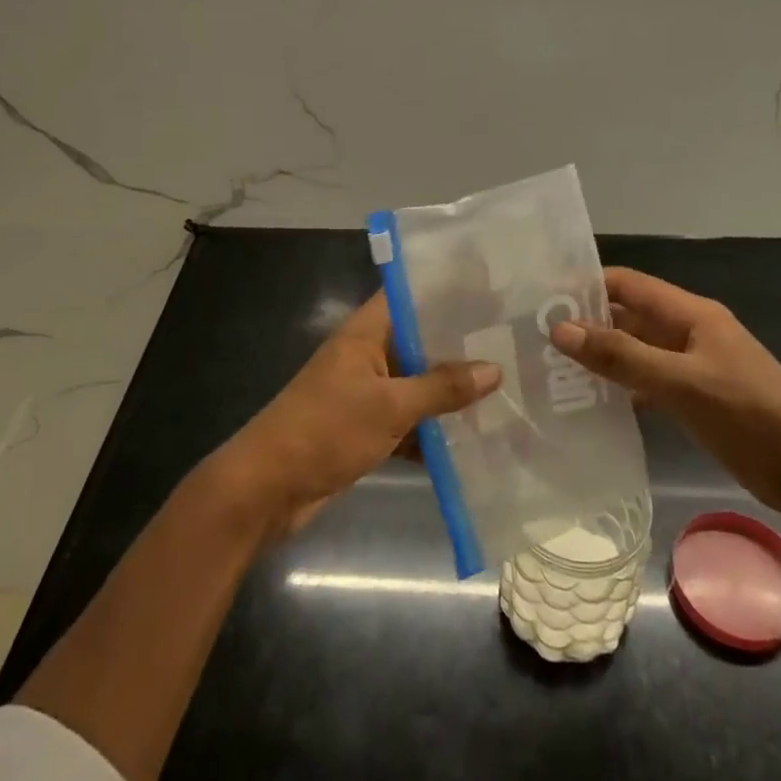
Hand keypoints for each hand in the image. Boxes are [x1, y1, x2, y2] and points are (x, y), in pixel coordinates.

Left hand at [211, 292, 500, 536]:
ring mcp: (365, 394)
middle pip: (419, 341)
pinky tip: (474, 439)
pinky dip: (433, 430)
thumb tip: (494, 369)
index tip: (492, 291)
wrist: (267, 489)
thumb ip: (441, 387)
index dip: (447, 291)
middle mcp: (366, 356)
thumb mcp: (389, 406)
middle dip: (460, 346)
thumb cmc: (325, 431)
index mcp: (365, 333)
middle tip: (513, 343)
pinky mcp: (365, 429)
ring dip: (451, 392)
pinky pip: (408, 421)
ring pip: (417, 384)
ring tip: (507, 388)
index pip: (409, 297)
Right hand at [548, 267, 780, 521]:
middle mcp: (688, 332)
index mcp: (690, 314)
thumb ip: (621, 356)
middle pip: (627, 316)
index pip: (626, 283)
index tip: (539, 300)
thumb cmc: (751, 418)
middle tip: (533, 340)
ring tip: (549, 371)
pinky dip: (620, 387)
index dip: (585, 285)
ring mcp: (692, 366)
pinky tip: (589, 404)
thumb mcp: (682, 384)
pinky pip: (647, 381)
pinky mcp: (695, 398)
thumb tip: (559, 328)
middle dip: (585, 324)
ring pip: (635, 351)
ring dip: (600, 358)